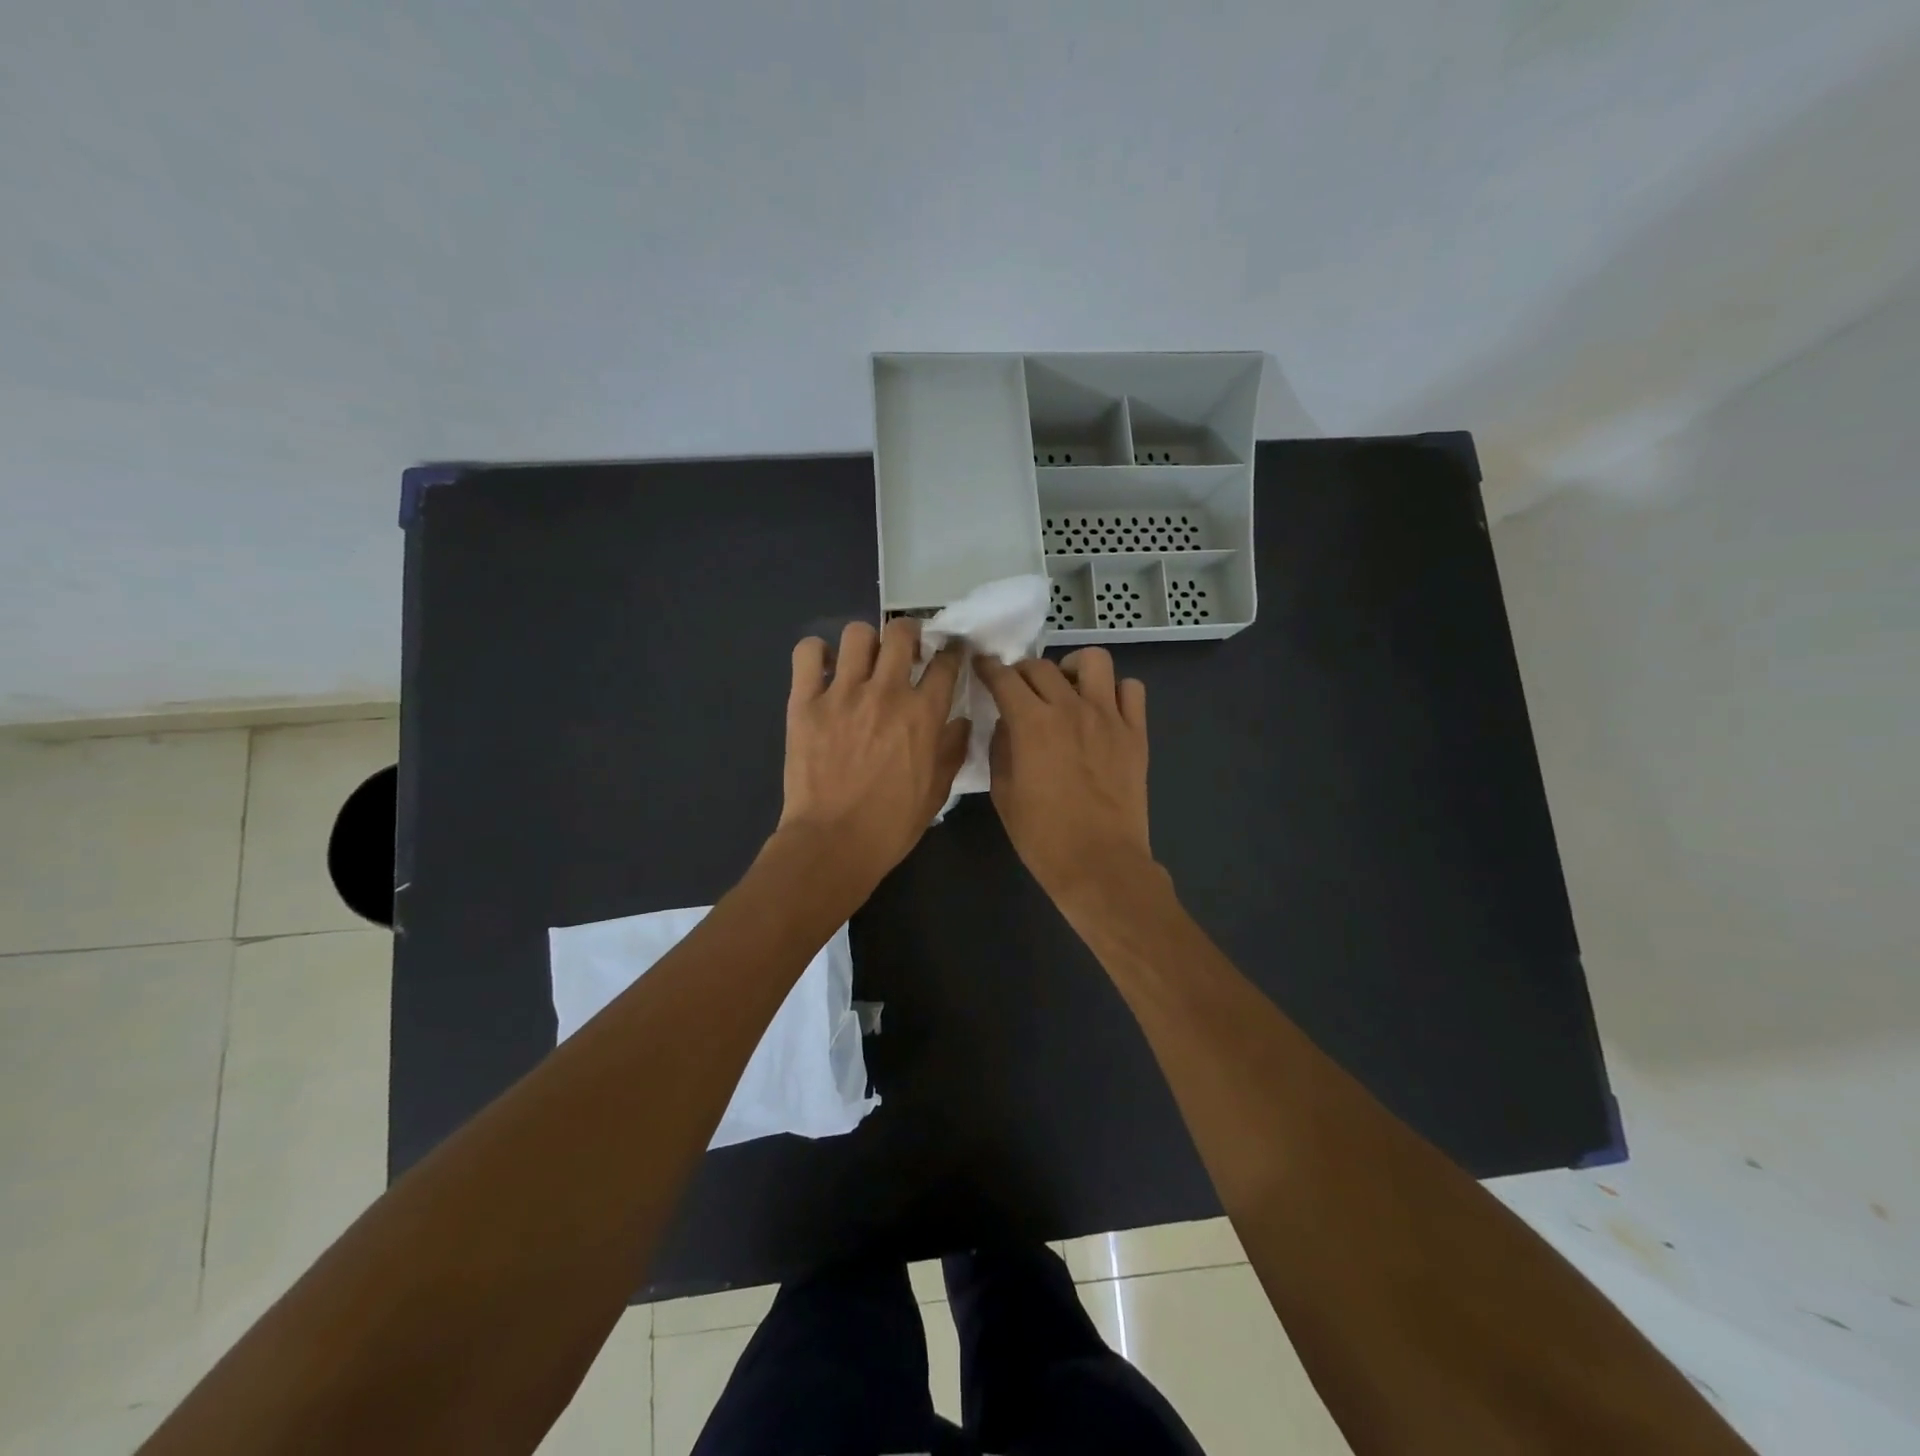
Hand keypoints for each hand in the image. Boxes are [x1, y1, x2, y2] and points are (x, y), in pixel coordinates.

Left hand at [778, 618, 968, 887]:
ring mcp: (842, 694)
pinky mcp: (805, 702)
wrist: (833, 843)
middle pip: (902, 633)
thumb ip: (952, 750)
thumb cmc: (891, 825)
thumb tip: (961, 721)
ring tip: (864, 662)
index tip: (949, 653)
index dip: (952, 652)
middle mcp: (886, 693)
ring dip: (866, 642)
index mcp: (923, 714)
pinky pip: (808, 653)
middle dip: (910, 634)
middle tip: (906, 651)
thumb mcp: (937, 792)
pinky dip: (818, 653)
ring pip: (858, 634)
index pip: (946, 663)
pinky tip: (825, 670)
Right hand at [974, 649, 1153, 907]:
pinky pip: (1131, 689)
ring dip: (1072, 668)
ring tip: (1066, 689)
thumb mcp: (1004, 793)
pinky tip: (1102, 710)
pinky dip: (1114, 691)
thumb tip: (1007, 724)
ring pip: (1093, 660)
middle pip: (1042, 666)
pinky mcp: (1136, 733)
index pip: (1004, 678)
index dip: (988, 668)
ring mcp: (1108, 717)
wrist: (1100, 863)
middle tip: (1019, 689)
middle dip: (1022, 671)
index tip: (982, 666)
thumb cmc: (1043, 836)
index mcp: (1032, 724)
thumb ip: (1001, 748)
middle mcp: (1070, 708)